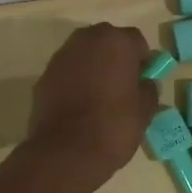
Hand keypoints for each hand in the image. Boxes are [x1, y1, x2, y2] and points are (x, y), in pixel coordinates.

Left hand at [24, 23, 158, 192]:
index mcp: (116, 42)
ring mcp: (61, 57)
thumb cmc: (113, 127)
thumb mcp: (144, 111)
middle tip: (122, 86)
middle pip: (107, 42)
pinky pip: (67, 72)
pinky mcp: (43, 76)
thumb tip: (146, 83)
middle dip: (115, 58)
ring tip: (100, 97)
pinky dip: (74, 81)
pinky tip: (79, 106)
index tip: (143, 80)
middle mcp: (86, 40)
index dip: (142, 60)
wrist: (65, 152)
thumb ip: (148, 90)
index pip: (136, 41)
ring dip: (93, 68)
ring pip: (84, 55)